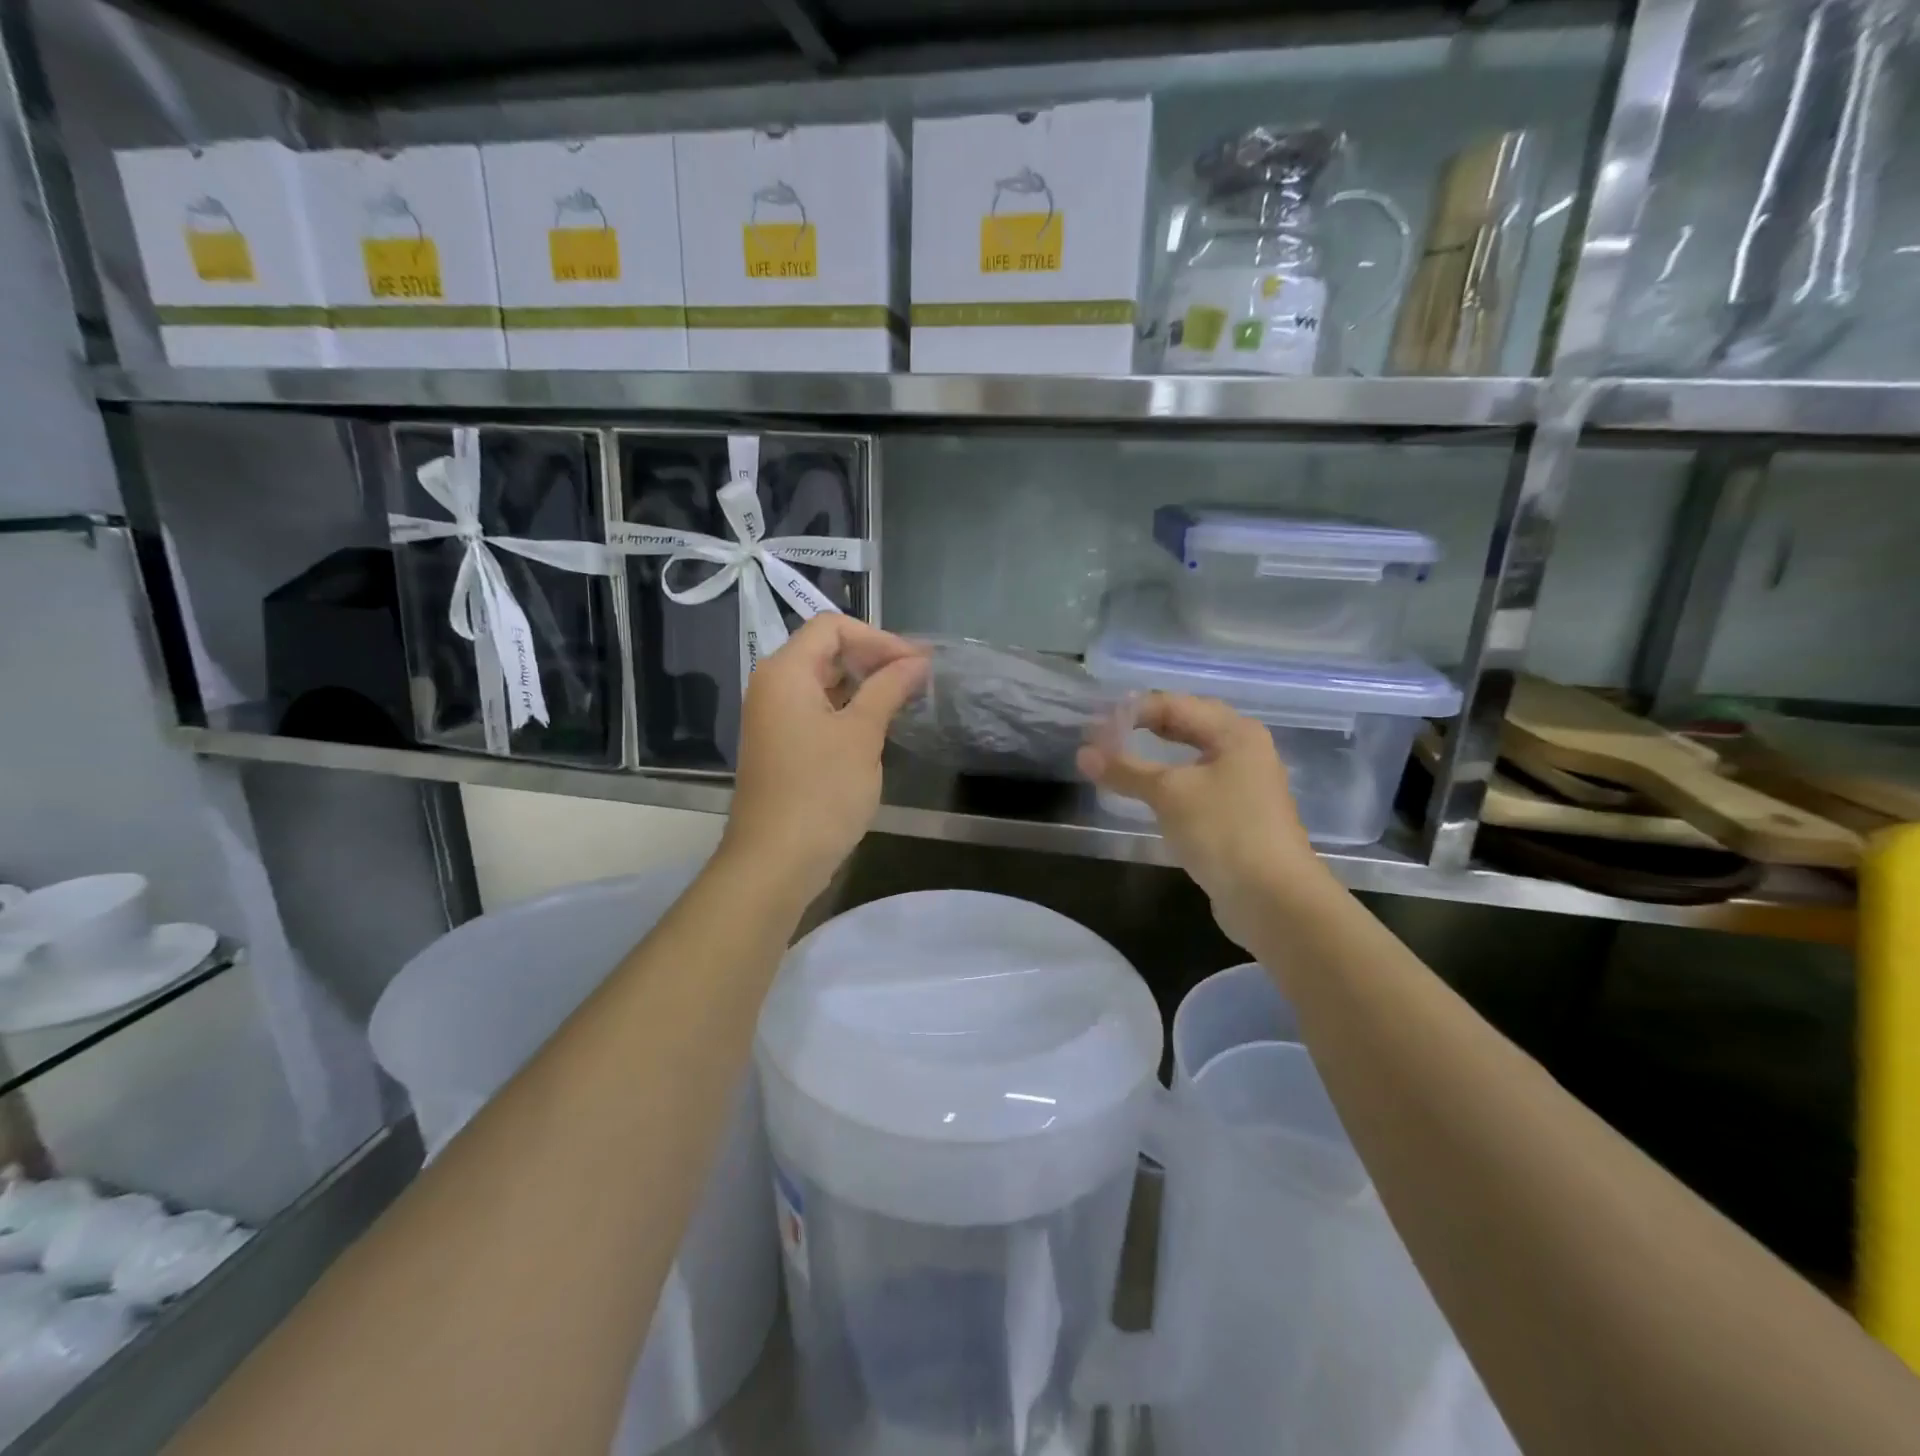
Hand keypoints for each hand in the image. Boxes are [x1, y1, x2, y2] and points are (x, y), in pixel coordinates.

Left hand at [721, 616, 928, 903]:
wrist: (775, 861)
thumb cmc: (821, 791)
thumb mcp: (861, 734)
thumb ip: (888, 688)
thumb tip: (917, 661)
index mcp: (785, 672)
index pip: (832, 627)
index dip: (878, 637)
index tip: (916, 663)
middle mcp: (772, 686)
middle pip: (826, 651)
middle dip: (873, 659)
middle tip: (918, 680)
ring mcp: (774, 718)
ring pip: (823, 683)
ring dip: (864, 686)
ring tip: (905, 700)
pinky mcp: (782, 746)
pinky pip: (817, 711)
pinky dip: (849, 710)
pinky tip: (878, 726)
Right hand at [1078, 694, 1331, 948]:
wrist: (1274, 899)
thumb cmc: (1224, 831)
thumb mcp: (1169, 794)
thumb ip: (1125, 770)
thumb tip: (1082, 753)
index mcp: (1235, 732)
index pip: (1175, 704)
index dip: (1132, 712)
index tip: (1093, 728)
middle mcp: (1245, 750)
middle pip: (1188, 725)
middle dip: (1145, 727)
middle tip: (1105, 736)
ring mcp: (1245, 784)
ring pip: (1193, 757)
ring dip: (1156, 755)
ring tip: (1120, 759)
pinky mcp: (1239, 816)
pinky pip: (1197, 785)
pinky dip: (1170, 782)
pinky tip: (1150, 793)